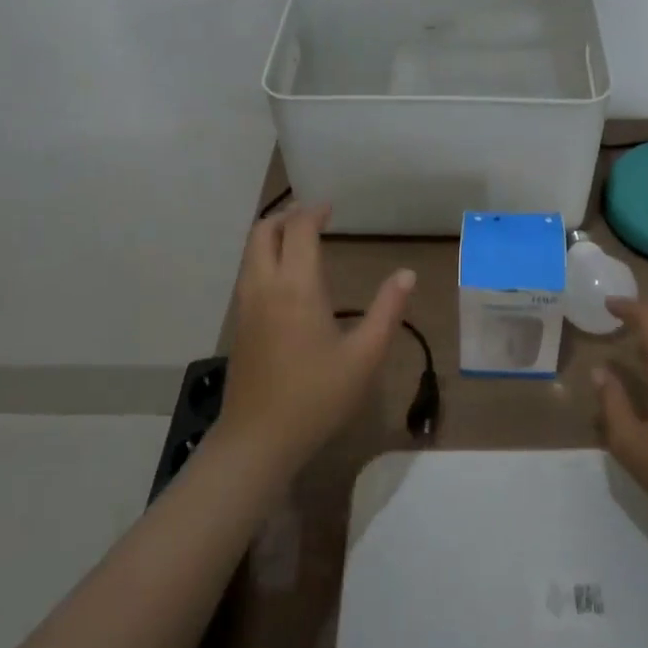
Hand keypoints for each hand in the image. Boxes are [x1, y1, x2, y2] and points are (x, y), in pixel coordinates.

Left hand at [220, 203, 414, 475]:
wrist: (257, 440)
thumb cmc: (317, 396)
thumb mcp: (365, 356)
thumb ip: (388, 310)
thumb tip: (407, 274)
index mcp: (296, 287)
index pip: (298, 230)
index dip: (313, 212)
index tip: (331, 208)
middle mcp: (264, 287)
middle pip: (263, 232)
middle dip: (286, 216)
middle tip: (313, 217)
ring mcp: (246, 306)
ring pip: (250, 253)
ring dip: (272, 235)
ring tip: (300, 240)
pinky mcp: (239, 326)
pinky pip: (248, 274)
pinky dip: (265, 258)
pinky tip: (287, 279)